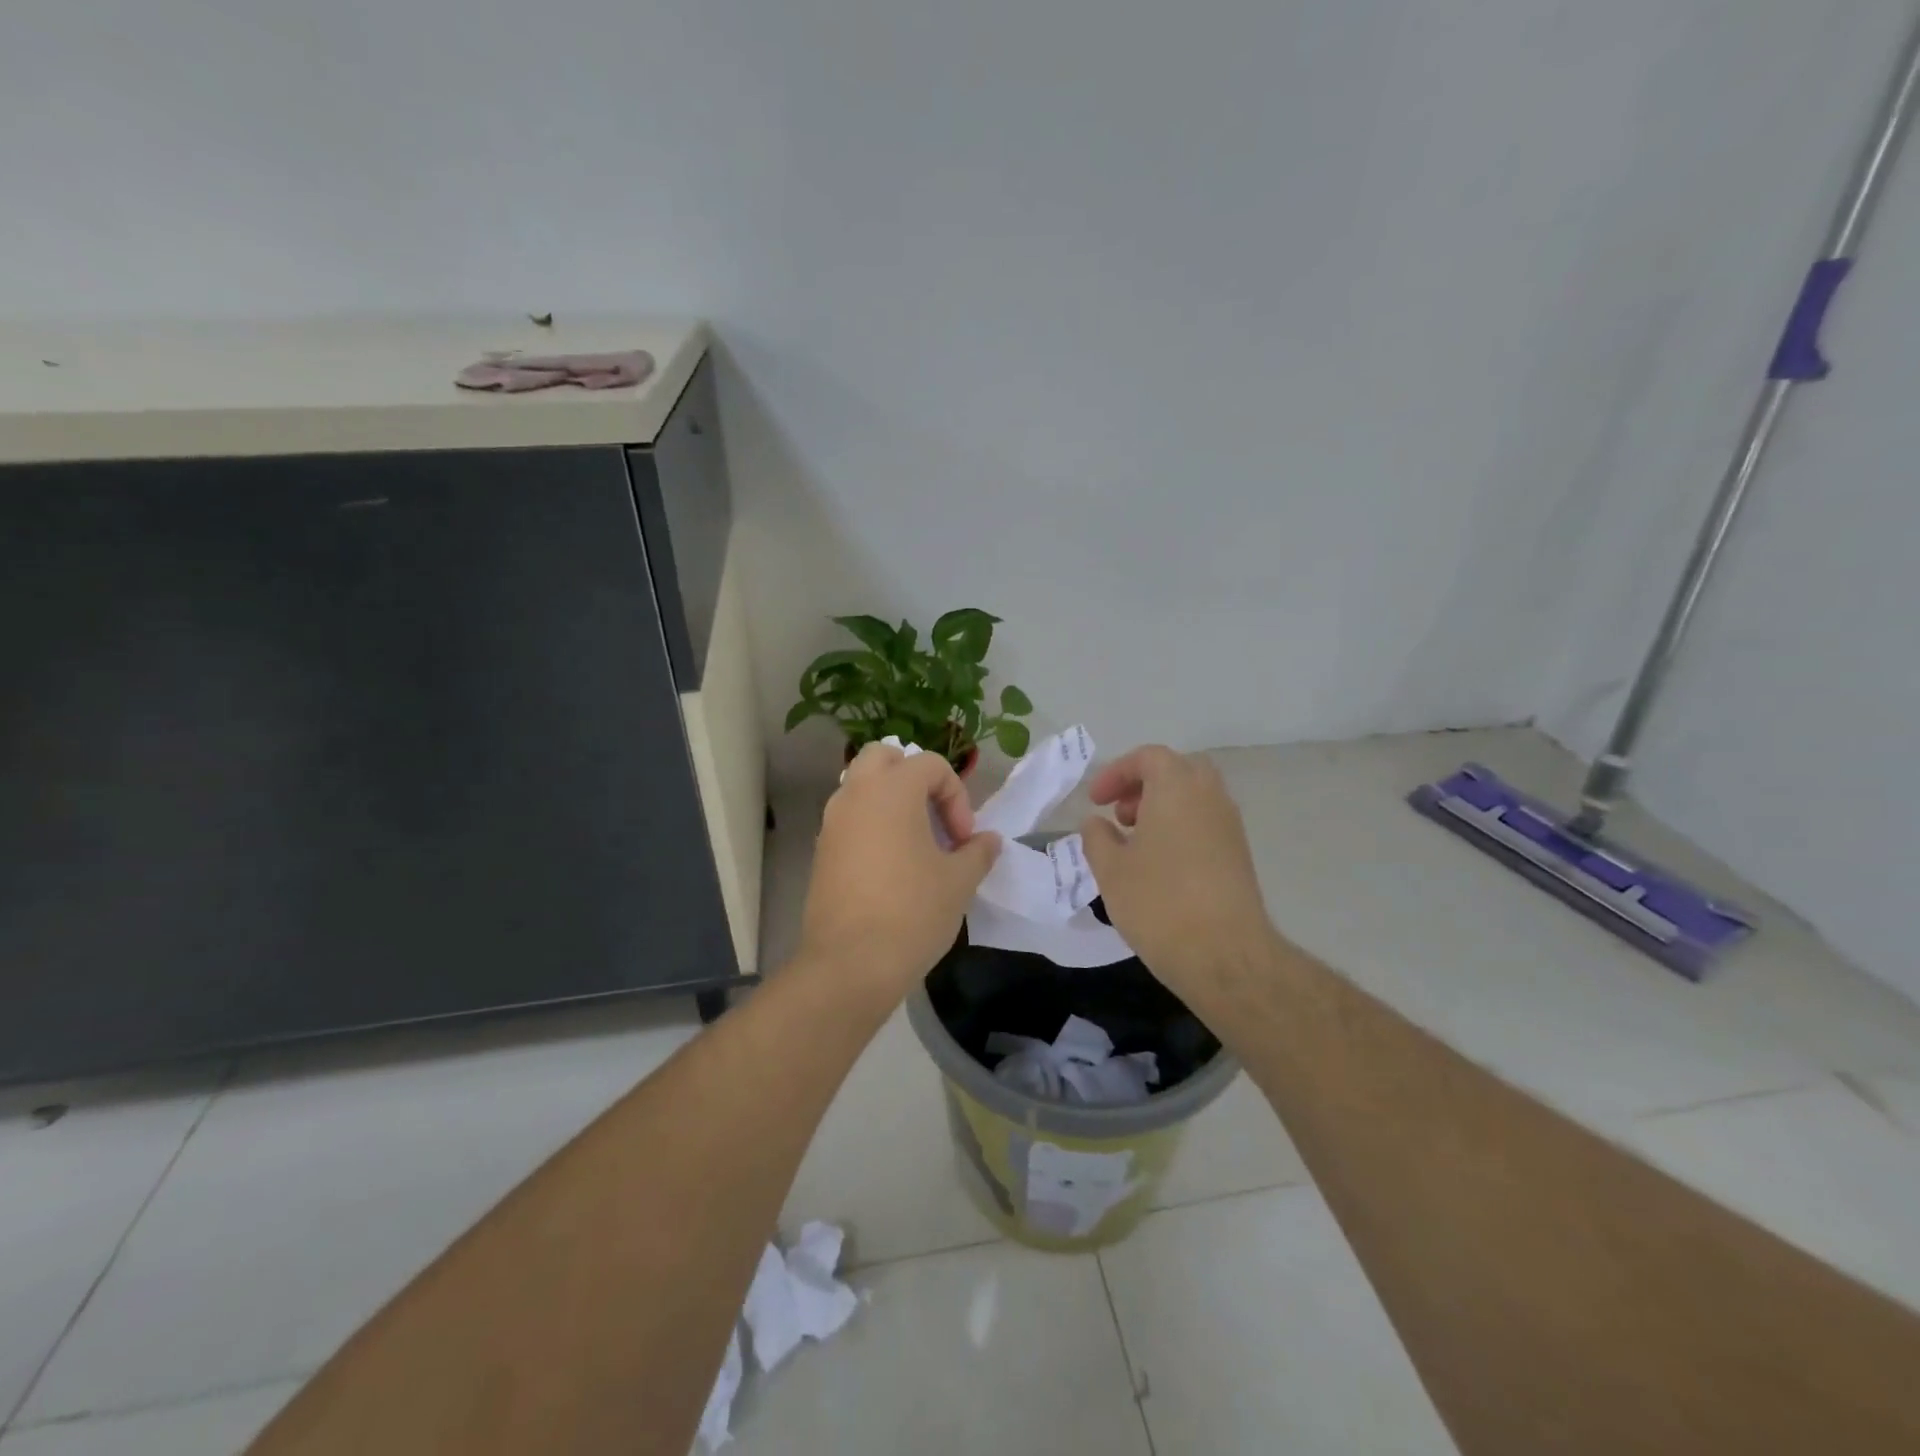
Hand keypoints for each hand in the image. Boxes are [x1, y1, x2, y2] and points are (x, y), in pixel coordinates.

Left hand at [797, 744, 1001, 1002]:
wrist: (850, 964)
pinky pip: (849, 820)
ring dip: (890, 802)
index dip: (957, 796)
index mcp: (892, 790)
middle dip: (913, 777)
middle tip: (933, 816)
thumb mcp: (959, 881)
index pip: (930, 764)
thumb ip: (978, 852)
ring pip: (861, 788)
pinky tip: (891, 868)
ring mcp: (832, 823)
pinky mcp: (821, 852)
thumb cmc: (912, 912)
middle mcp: (856, 795)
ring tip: (916, 844)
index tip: (963, 839)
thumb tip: (988, 841)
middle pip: (883, 757)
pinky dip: (872, 826)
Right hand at [1080, 746, 1276, 993]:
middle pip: (1177, 770)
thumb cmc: (1159, 903)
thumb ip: (1097, 838)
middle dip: (1144, 784)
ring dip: (1163, 807)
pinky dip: (1180, 828)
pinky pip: (1205, 823)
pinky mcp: (1239, 855)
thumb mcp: (1110, 870)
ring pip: (1194, 798)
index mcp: (1176, 788)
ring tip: (1135, 843)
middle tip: (1120, 814)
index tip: (1095, 801)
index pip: (1148, 757)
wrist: (1225, 955)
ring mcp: (1230, 826)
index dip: (1116, 773)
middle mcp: (1209, 796)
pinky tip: (1159, 866)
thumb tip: (1096, 823)